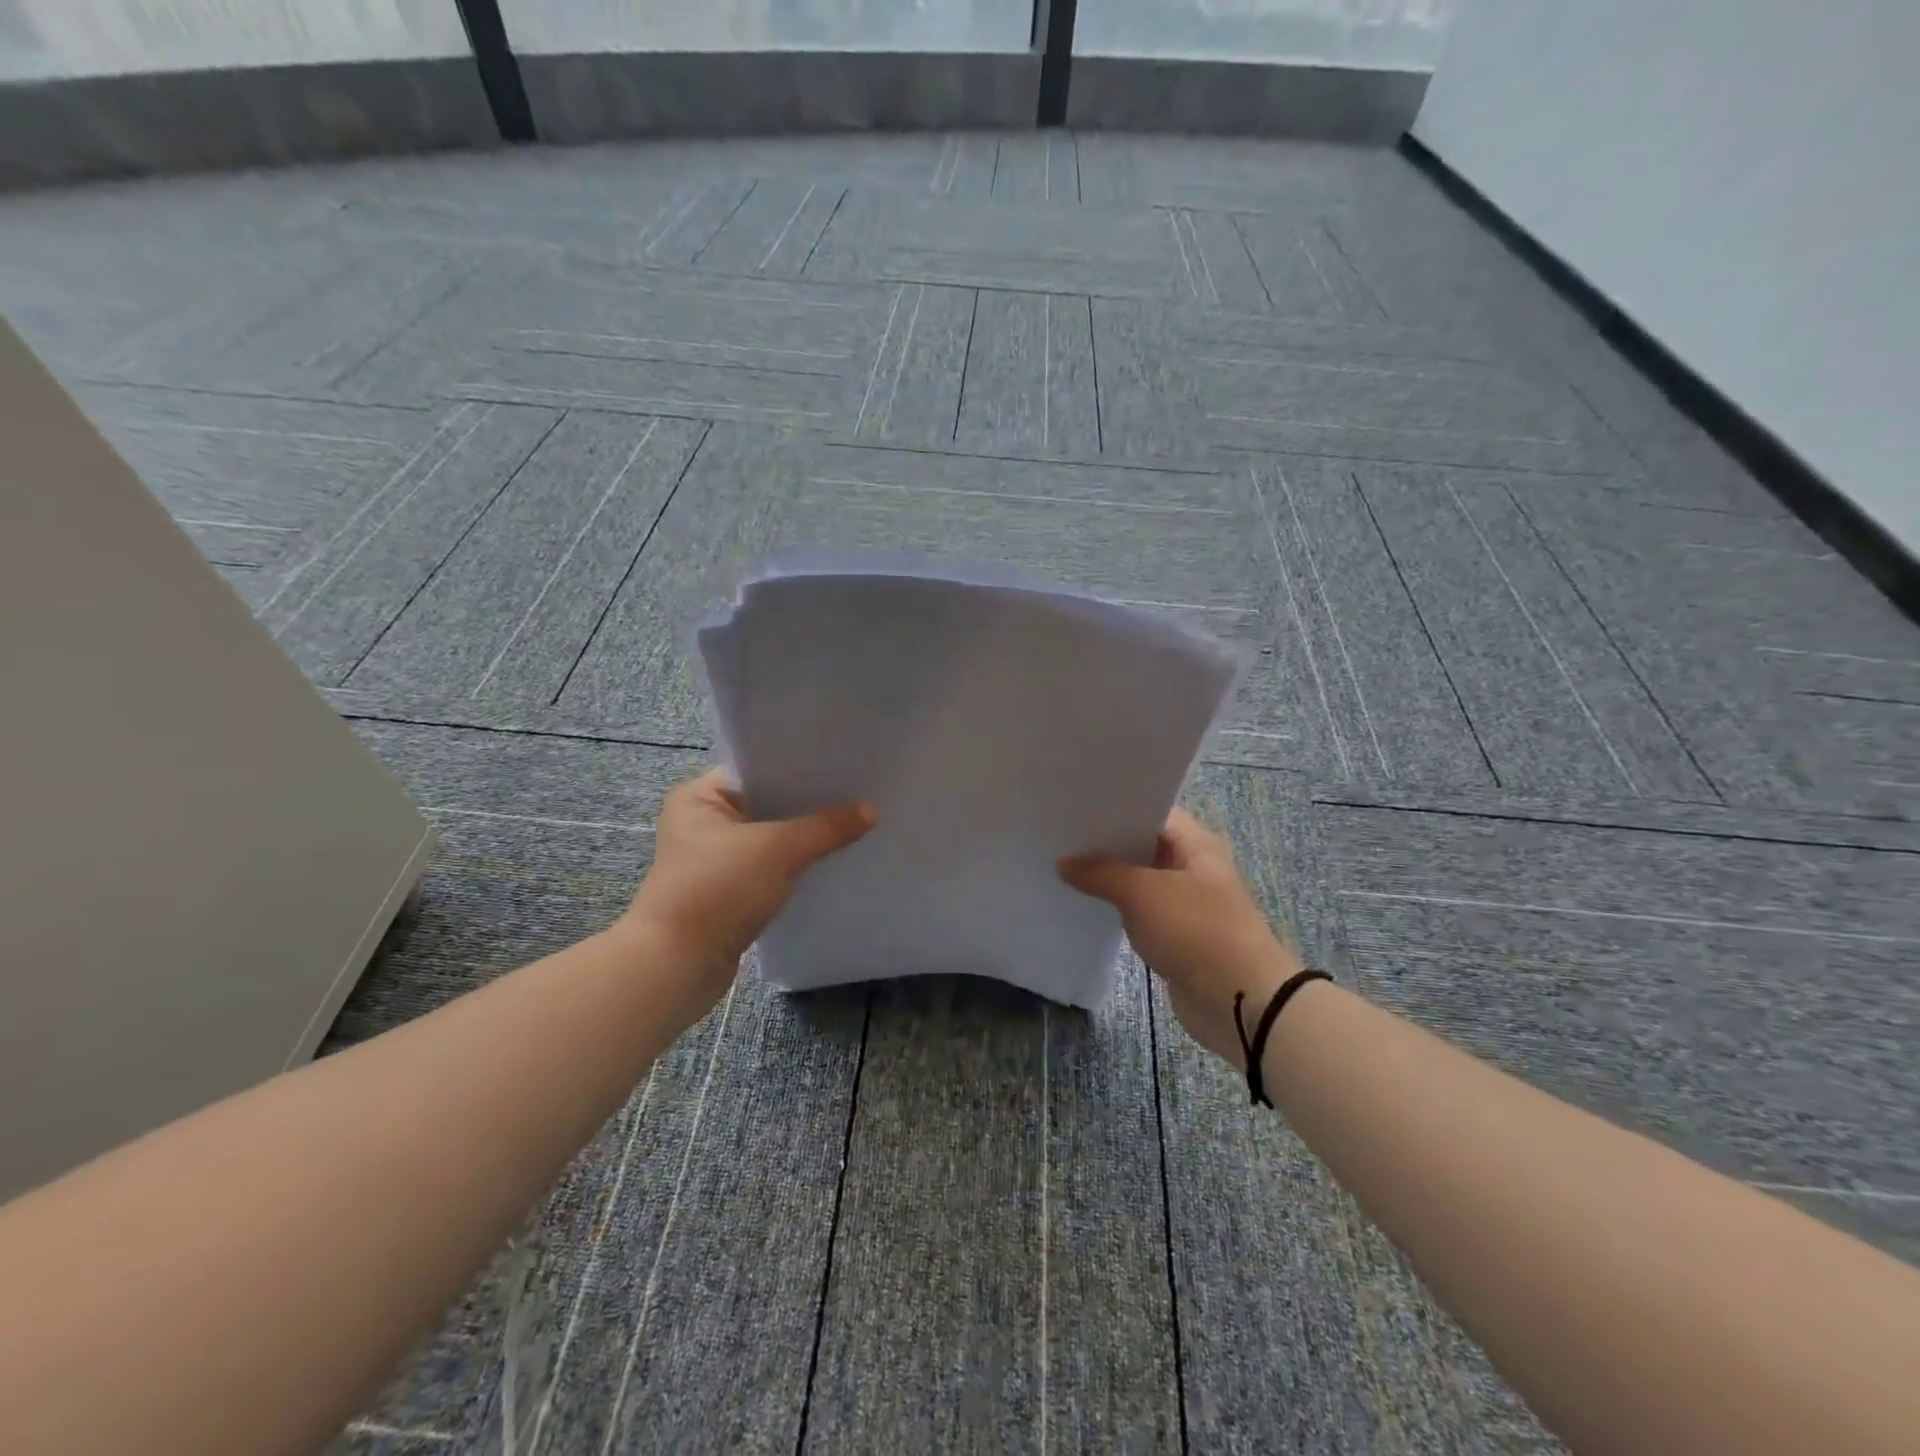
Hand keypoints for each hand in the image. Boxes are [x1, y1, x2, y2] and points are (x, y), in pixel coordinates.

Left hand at [619, 769, 873, 1025]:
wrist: (677, 966)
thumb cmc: (717, 891)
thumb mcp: (777, 850)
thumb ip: (826, 827)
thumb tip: (871, 810)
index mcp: (700, 797)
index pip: (758, 769)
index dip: (801, 768)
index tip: (843, 765)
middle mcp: (703, 822)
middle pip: (768, 803)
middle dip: (809, 804)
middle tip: (858, 793)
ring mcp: (715, 859)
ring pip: (771, 837)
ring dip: (804, 837)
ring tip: (853, 824)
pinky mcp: (728, 890)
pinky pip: (770, 866)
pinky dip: (795, 864)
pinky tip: (830, 860)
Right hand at [1060, 808, 1301, 1069]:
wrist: (1240, 1000)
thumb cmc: (1196, 930)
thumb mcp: (1143, 892)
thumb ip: (1101, 872)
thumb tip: (1063, 862)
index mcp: (1196, 843)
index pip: (1152, 810)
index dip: (1116, 807)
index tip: (1075, 805)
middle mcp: (1192, 866)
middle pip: (1143, 844)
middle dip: (1105, 842)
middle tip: (1059, 834)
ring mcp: (1185, 902)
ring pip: (1139, 880)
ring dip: (1108, 878)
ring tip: (1061, 864)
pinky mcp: (1175, 935)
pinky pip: (1139, 912)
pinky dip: (1116, 908)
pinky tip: (1083, 903)